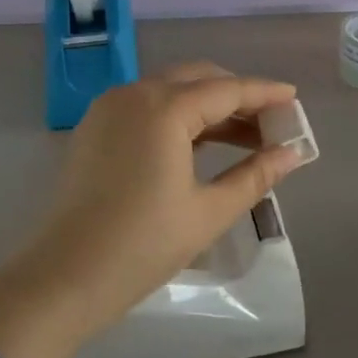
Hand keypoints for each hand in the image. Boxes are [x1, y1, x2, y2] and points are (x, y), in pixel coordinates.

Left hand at [0, 66, 307, 357]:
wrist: (64, 278)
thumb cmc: (143, 245)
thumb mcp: (209, 212)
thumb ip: (255, 175)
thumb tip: (292, 154)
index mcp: (163, 108)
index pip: (227, 90)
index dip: (264, 93)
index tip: (294, 98)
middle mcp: (134, 94)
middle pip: (198, 79)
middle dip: (237, 96)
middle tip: (271, 122)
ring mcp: (109, 109)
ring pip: (172, 91)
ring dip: (209, 107)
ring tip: (246, 138)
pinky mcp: (95, 128)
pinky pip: (148, 107)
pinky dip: (180, 116)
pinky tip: (203, 144)